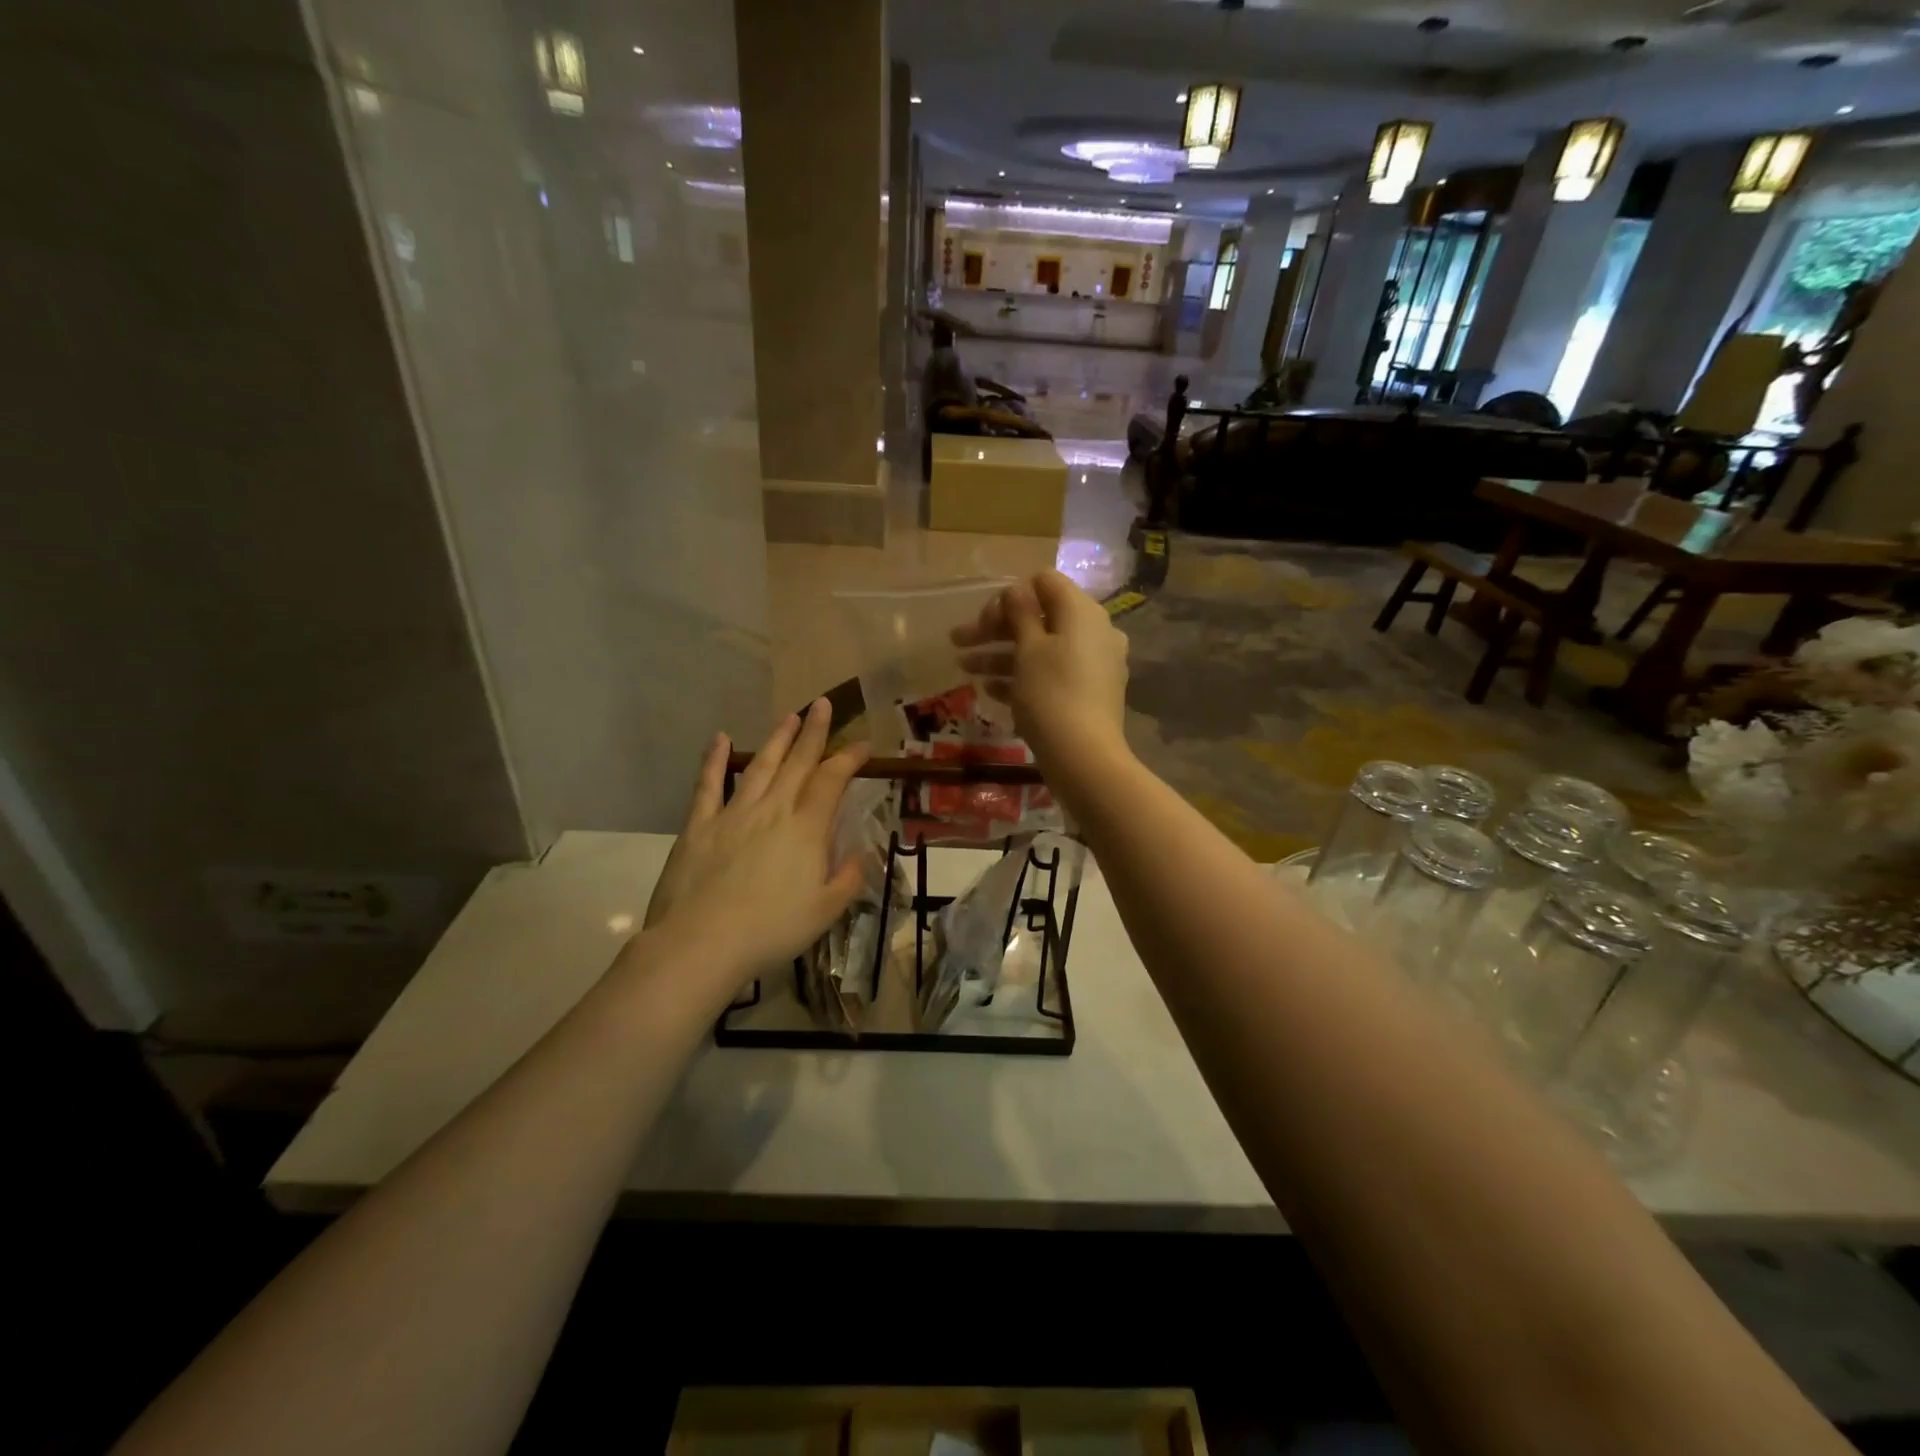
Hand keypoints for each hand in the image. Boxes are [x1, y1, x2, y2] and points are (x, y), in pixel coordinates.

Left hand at [640, 700, 867, 998]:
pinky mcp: (699, 825)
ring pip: (760, 766)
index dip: (849, 759)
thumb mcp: (825, 911)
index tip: (863, 745)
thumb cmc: (771, 930)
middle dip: (814, 732)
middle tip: (824, 705)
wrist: (703, 942)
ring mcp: (734, 813)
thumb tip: (859, 855)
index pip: (832, 781)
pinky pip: (708, 785)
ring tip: (790, 716)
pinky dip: (715, 760)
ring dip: (777, 739)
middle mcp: (773, 810)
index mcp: (806, 829)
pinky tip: (721, 739)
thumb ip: (847, 879)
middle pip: (798, 763)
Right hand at [952, 570, 1129, 771]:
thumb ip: (1020, 614)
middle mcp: (1094, 632)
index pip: (1045, 583)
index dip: (1010, 595)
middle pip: (1040, 617)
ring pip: (1041, 648)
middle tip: (959, 641)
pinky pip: (1051, 674)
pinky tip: (990, 690)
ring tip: (964, 668)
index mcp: (1082, 613)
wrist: (1084, 758)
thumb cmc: (1051, 695)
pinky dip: (1022, 676)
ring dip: (1001, 654)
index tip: (984, 619)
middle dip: (996, 629)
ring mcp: (1093, 664)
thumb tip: (1016, 590)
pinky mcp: (1088, 693)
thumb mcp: (1029, 649)